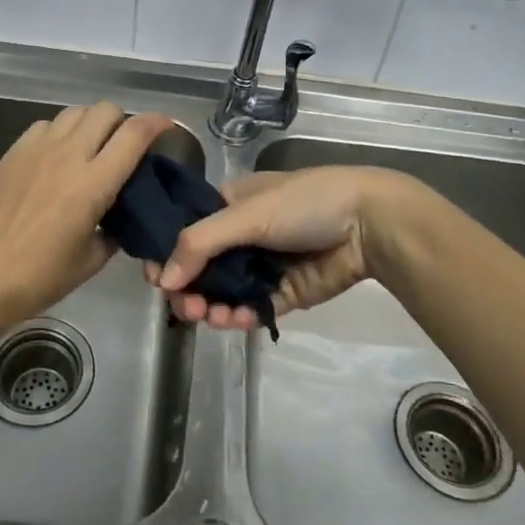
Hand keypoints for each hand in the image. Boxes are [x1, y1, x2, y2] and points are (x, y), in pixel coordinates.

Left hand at [0, 102, 173, 326]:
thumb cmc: (42, 276)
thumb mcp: (93, 258)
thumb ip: (113, 229)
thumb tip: (119, 216)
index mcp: (94, 183)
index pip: (134, 134)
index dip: (156, 123)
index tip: (165, 127)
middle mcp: (68, 155)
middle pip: (105, 110)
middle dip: (122, 122)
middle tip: (123, 146)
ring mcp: (37, 149)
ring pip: (74, 112)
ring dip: (90, 124)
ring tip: (89, 148)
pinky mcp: (13, 152)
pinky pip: (45, 125)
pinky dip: (60, 132)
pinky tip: (56, 157)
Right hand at [146, 167, 410, 330]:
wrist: (368, 224)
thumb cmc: (303, 204)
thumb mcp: (246, 214)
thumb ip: (200, 243)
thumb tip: (162, 280)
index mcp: (229, 205)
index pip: (185, 230)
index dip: (167, 254)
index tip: (155, 278)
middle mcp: (241, 234)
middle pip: (201, 267)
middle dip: (188, 289)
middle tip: (184, 308)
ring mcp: (262, 265)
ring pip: (223, 292)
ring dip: (210, 306)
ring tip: (208, 317)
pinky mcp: (283, 293)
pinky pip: (251, 308)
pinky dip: (237, 317)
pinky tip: (231, 320)